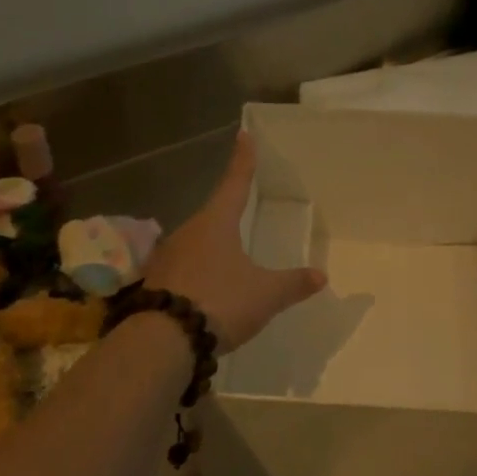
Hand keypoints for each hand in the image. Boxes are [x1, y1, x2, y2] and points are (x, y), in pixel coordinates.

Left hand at [143, 132, 326, 351]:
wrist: (163, 340)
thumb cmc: (220, 301)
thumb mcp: (265, 294)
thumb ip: (293, 283)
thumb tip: (321, 275)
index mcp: (216, 223)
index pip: (235, 183)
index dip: (243, 161)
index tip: (243, 135)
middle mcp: (188, 232)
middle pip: (213, 214)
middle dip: (227, 210)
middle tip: (240, 204)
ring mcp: (167, 257)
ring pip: (195, 242)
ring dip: (211, 244)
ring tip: (228, 255)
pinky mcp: (155, 282)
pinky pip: (183, 268)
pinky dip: (197, 271)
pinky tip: (205, 285)